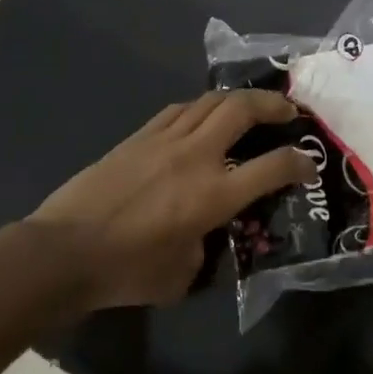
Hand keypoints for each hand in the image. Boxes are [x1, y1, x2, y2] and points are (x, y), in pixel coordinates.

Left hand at [28, 91, 315, 310]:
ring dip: (238, 99)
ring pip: (210, 101)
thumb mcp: (183, 274)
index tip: (309, 165)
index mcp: (213, 195)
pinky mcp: (138, 137)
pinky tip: (203, 116)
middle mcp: (195, 157)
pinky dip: (201, 108)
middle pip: (242, 110)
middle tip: (287, 111)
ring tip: (250, 107)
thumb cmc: (126, 271)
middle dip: (273, 104)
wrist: (63, 252)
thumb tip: (205, 232)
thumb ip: (206, 246)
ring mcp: (164, 141)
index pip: (272, 167)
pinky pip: (178, 111)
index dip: (299, 163)